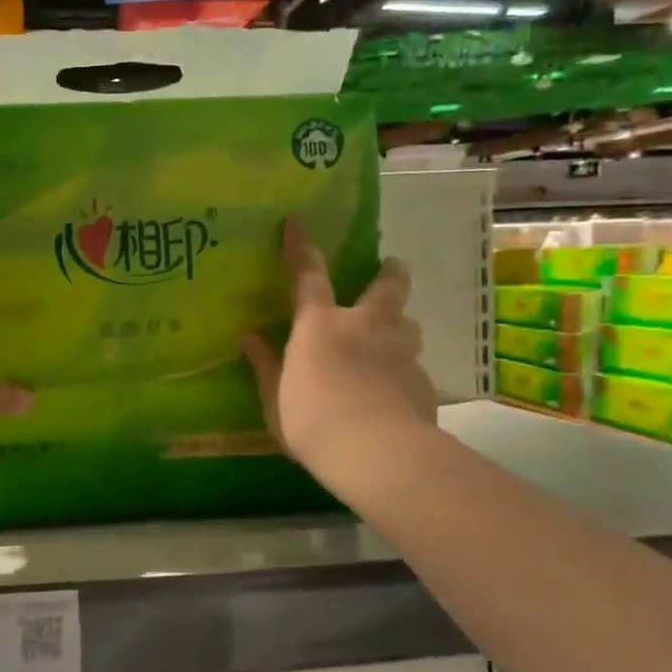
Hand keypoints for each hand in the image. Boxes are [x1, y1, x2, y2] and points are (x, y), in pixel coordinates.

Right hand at [241, 218, 436, 482]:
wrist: (377, 453)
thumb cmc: (312, 420)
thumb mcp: (275, 398)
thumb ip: (265, 365)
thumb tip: (247, 337)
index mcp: (320, 325)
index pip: (308, 274)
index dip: (302, 246)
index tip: (298, 219)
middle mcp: (365, 326)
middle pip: (387, 286)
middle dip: (390, 272)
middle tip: (391, 266)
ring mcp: (400, 351)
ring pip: (408, 324)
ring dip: (400, 324)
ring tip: (393, 336)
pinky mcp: (424, 381)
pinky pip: (413, 365)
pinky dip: (403, 369)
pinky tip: (396, 391)